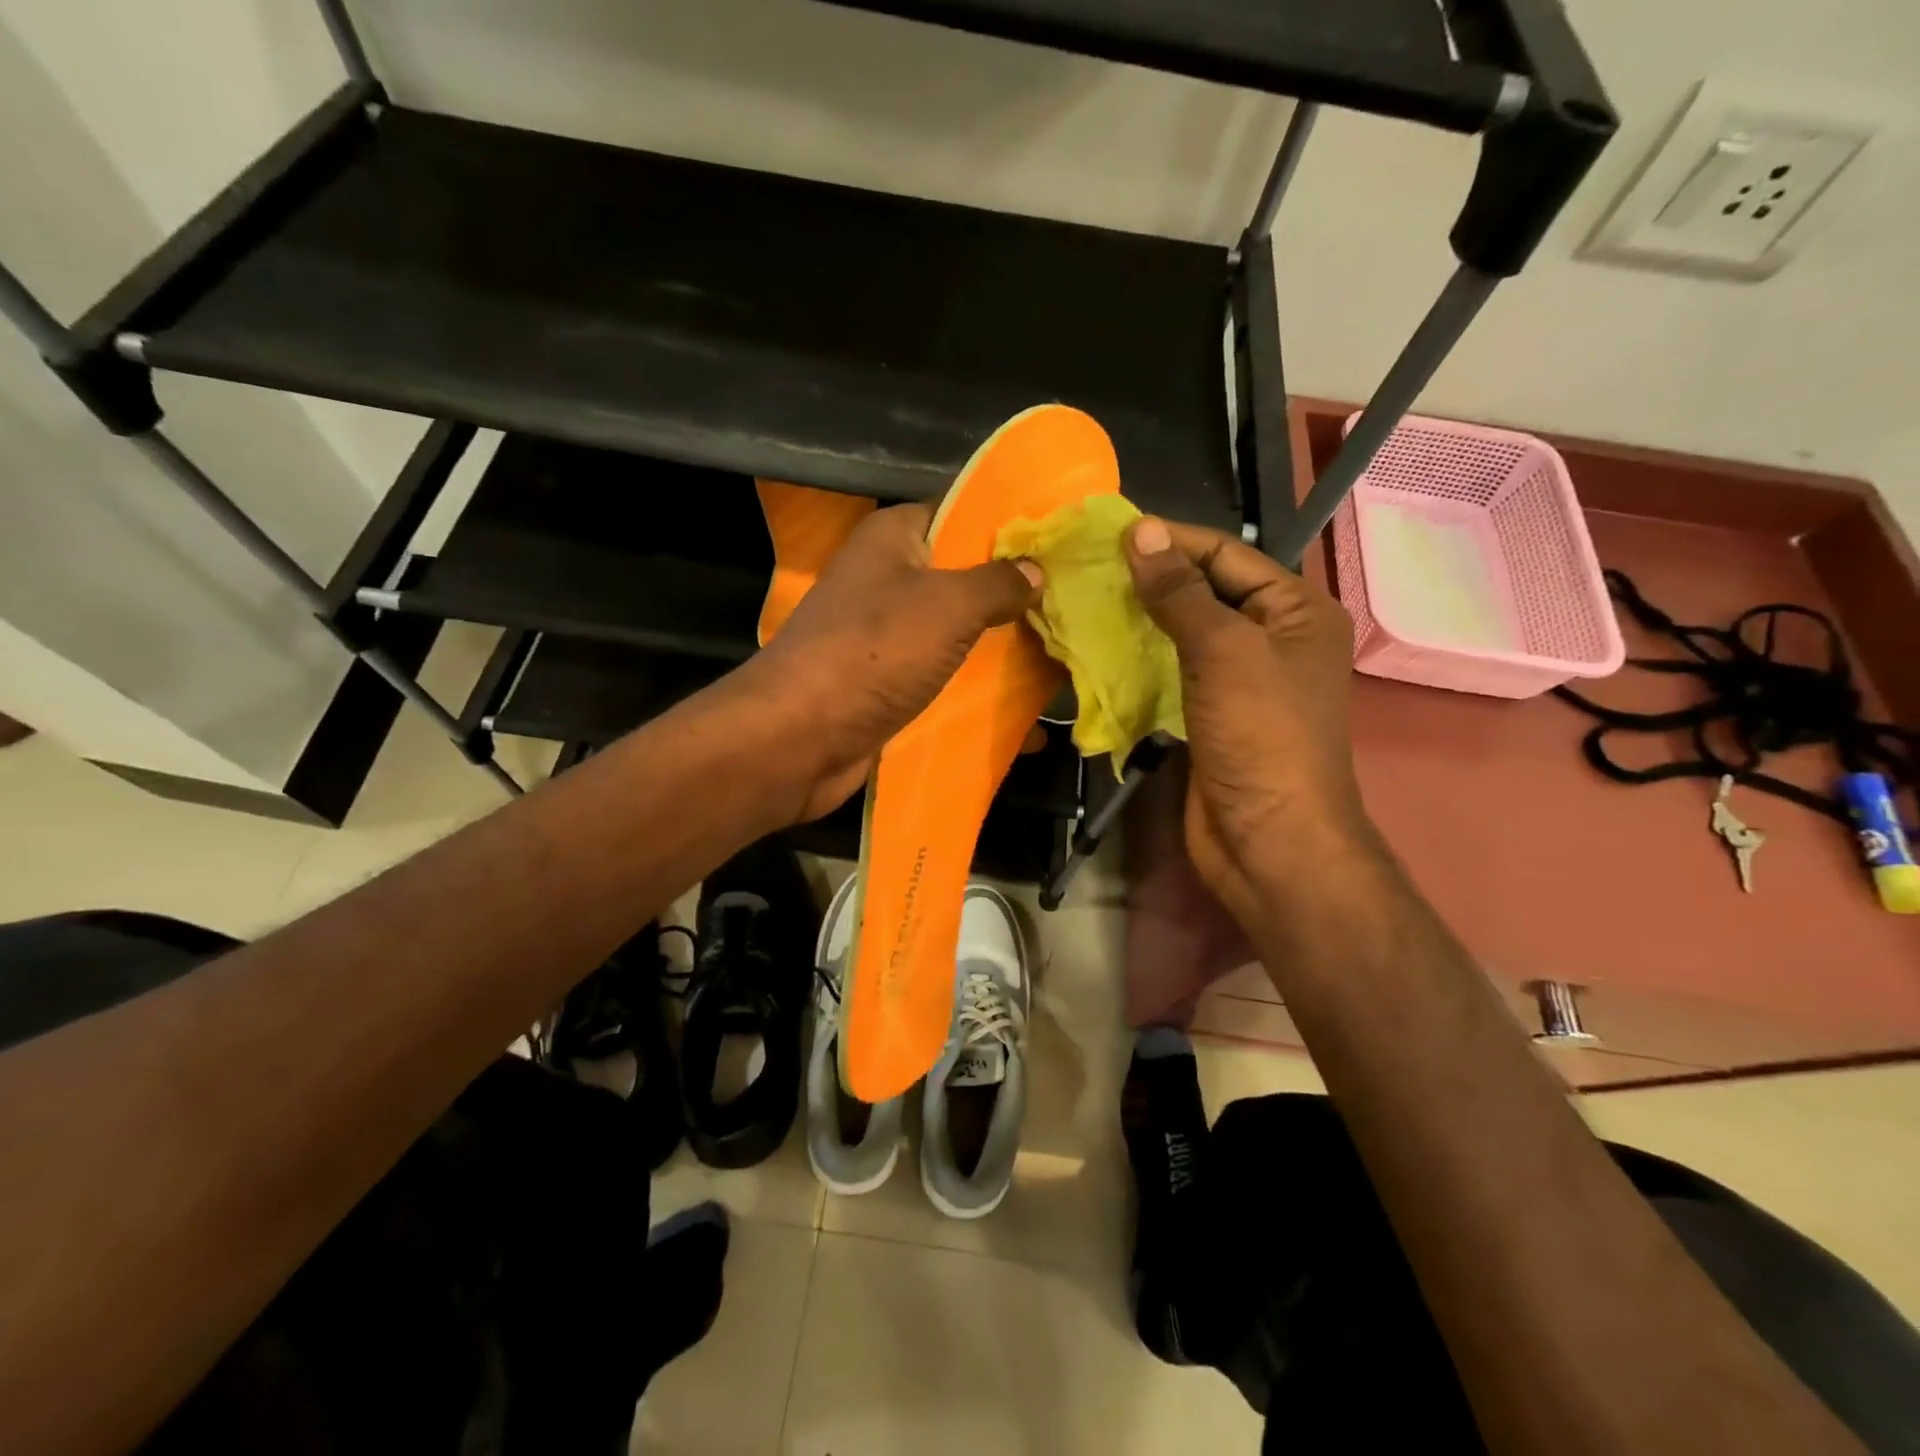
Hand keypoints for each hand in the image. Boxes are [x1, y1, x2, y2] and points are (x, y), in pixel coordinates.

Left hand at [742, 501, 1041, 821]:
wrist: (798, 739)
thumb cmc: (873, 654)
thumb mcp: (947, 605)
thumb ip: (997, 583)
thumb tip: (1034, 570)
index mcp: (894, 539)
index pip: (961, 512)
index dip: (1011, 525)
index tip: (1062, 545)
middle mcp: (888, 581)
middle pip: (965, 580)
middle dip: (1016, 598)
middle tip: (1075, 609)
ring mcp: (887, 638)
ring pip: (959, 636)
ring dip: (1003, 653)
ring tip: (1064, 662)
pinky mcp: (889, 686)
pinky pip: (945, 682)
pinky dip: (980, 698)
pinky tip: (1029, 722)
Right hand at [1124, 517, 1375, 924]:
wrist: (1268, 840)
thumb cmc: (1260, 736)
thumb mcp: (1223, 651)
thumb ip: (1180, 592)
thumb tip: (1142, 531)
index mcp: (1296, 611)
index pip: (1228, 554)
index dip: (1172, 541)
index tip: (1110, 534)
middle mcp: (1274, 639)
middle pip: (1206, 592)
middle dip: (1152, 580)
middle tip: (1089, 569)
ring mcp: (1242, 681)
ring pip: (1185, 634)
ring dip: (1141, 621)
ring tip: (1087, 603)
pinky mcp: (1211, 715)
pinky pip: (1174, 673)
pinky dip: (1142, 661)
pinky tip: (1102, 650)